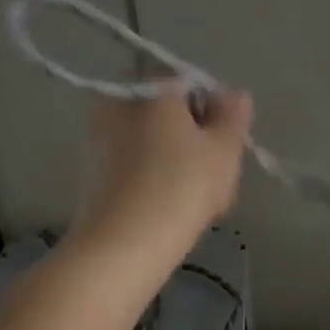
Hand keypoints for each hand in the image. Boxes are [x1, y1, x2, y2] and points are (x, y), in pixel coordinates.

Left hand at [73, 87, 253, 266]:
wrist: (124, 244)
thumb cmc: (182, 187)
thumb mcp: (224, 150)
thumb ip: (234, 117)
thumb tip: (236, 95)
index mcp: (151, 87)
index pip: (192, 84)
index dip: (217, 114)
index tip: (229, 147)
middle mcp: (118, 102)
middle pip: (170, 115)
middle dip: (196, 141)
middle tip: (218, 178)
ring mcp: (99, 138)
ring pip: (154, 144)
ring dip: (179, 165)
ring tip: (201, 203)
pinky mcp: (93, 174)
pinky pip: (135, 168)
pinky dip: (156, 182)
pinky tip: (172, 212)